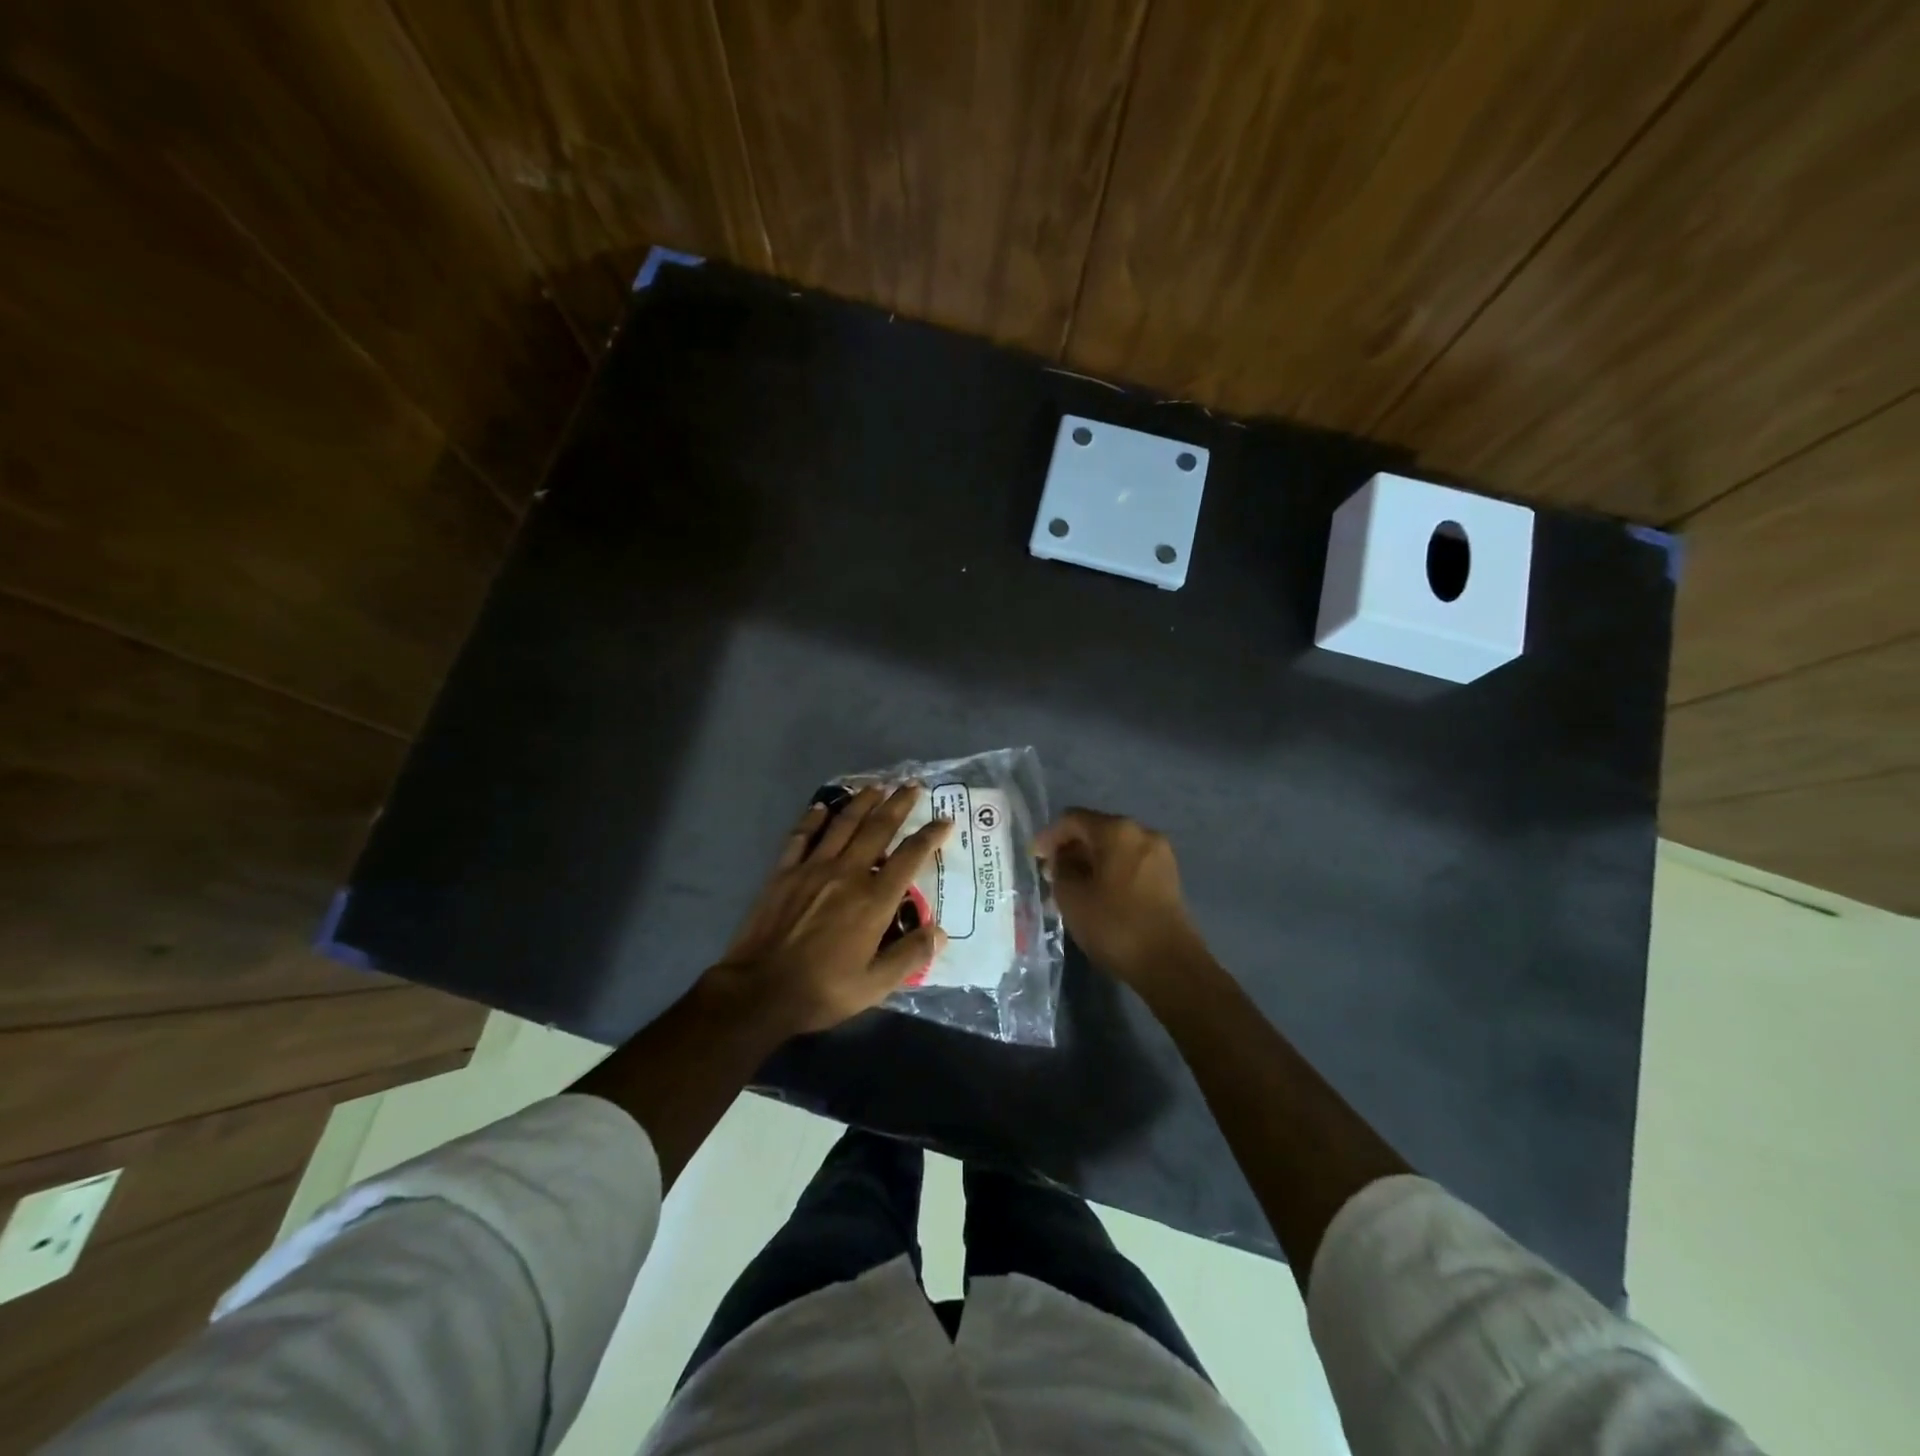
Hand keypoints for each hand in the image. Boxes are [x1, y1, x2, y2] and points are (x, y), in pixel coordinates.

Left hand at [709, 784, 951, 1035]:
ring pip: (843, 825)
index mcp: (873, 901)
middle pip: (877, 829)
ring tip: (876, 787)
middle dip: (898, 804)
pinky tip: (822, 807)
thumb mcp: (875, 986)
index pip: (910, 857)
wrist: (759, 991)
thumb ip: (910, 956)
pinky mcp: (783, 872)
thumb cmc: (822, 990)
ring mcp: (812, 869)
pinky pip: (802, 836)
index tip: (944, 820)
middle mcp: (847, 874)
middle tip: (912, 785)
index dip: (930, 836)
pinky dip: (813, 818)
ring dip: (862, 802)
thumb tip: (940, 932)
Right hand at [1036, 808, 1207, 990]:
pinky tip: (1095, 897)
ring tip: (1069, 891)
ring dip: (1088, 864)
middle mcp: (1142, 833)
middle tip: (1050, 877)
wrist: (1170, 965)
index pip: (1073, 819)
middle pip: (1095, 831)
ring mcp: (1159, 854)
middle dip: (1070, 851)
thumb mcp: (1072, 897)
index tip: (1033, 859)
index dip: (1048, 836)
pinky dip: (1108, 873)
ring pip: (1113, 850)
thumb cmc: (1115, 925)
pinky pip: (1129, 864)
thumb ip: (1060, 869)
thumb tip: (1063, 859)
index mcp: (1117, 830)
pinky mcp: (1167, 877)